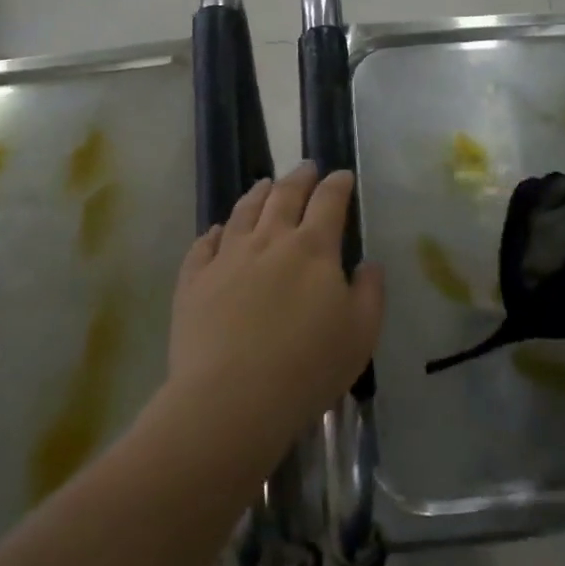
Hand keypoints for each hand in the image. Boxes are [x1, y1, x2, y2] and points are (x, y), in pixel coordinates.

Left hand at [167, 165, 383, 456]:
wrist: (232, 399)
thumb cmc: (308, 367)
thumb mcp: (361, 333)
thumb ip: (370, 292)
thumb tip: (368, 264)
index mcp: (313, 248)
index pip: (329, 202)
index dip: (337, 184)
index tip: (342, 175)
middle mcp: (269, 241)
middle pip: (285, 196)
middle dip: (299, 178)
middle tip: (306, 167)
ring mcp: (227, 258)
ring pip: (243, 212)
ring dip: (258, 194)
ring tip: (265, 184)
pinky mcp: (194, 281)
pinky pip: (204, 245)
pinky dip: (214, 231)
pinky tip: (218, 230)